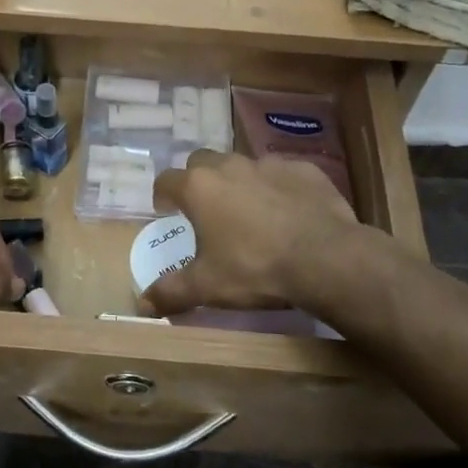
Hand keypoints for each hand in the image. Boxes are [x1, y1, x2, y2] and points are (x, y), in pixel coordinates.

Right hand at [141, 152, 359, 315]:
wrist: (325, 258)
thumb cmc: (254, 268)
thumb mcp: (207, 286)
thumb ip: (171, 292)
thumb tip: (141, 305)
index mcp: (199, 188)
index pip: (166, 180)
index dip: (162, 195)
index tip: (166, 210)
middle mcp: (230, 166)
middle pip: (202, 162)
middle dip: (199, 180)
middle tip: (206, 209)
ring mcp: (269, 164)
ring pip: (243, 165)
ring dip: (239, 183)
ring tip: (248, 212)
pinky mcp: (304, 170)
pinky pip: (282, 174)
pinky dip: (278, 188)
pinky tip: (288, 212)